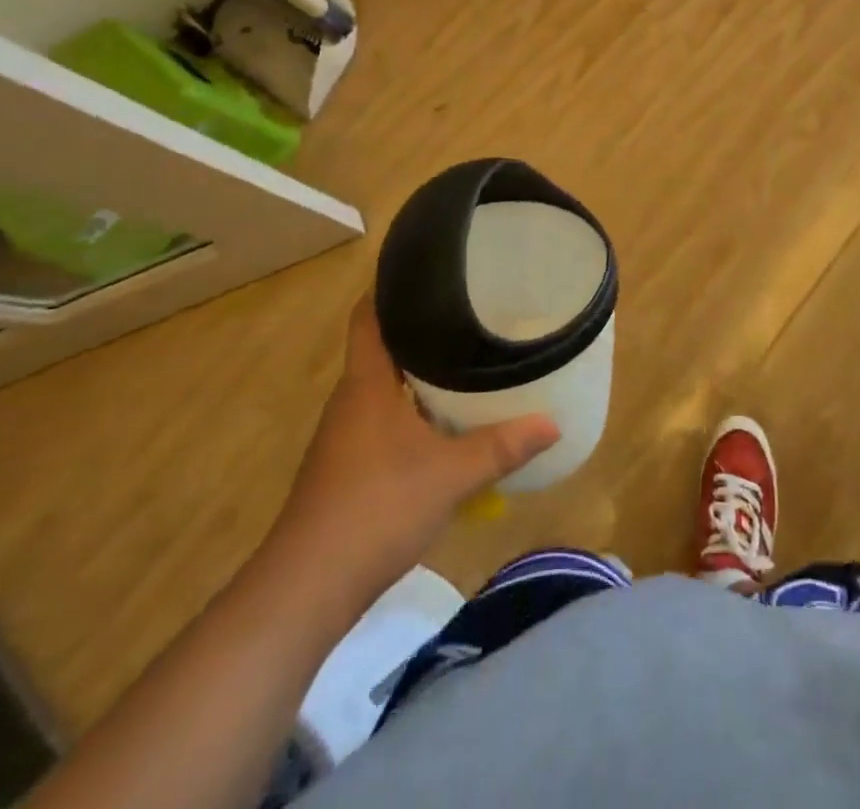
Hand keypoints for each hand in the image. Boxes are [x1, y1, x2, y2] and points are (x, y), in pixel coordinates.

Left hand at [267, 295, 559, 613]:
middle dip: (421, 329)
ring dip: (418, 374)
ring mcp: (345, 436)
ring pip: (385, 387)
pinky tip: (444, 424)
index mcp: (366, 382)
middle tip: (469, 312)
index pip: (369, 315)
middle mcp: (351, 400)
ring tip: (466, 359)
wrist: (306, 589)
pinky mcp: (347, 467)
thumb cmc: (375, 509)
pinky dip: (413, 410)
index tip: (429, 270)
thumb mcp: (450, 475)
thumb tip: (554, 423)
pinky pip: (384, 419)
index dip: (391, 287)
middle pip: (382, 347)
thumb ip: (501, 446)